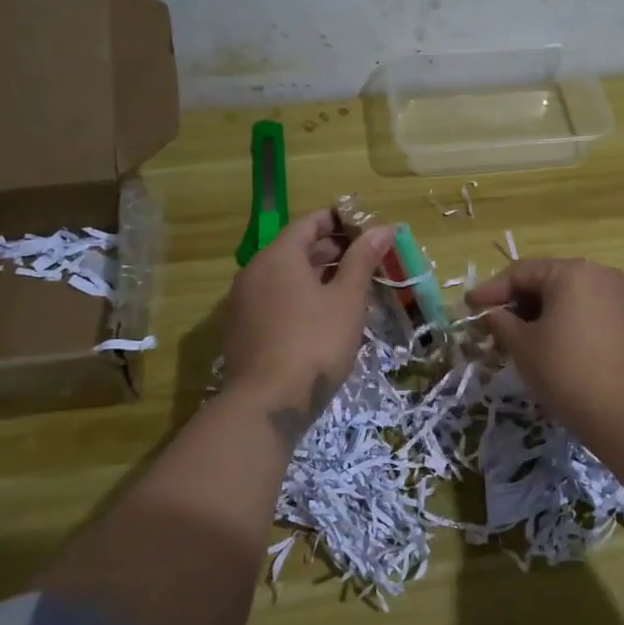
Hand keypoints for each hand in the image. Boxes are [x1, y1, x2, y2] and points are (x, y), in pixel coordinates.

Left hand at [223, 208, 394, 438]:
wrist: (267, 403)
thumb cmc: (314, 343)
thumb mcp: (347, 299)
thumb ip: (362, 260)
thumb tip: (382, 228)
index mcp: (278, 256)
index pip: (309, 223)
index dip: (338, 221)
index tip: (365, 227)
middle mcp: (254, 271)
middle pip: (294, 248)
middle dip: (330, 249)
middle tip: (364, 258)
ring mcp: (242, 302)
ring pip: (284, 276)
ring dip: (315, 275)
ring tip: (349, 286)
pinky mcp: (241, 329)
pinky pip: (273, 300)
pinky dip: (298, 297)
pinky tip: (321, 315)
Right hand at [467, 259, 623, 446]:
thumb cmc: (566, 372)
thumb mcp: (523, 345)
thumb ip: (499, 321)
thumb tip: (487, 312)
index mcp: (571, 271)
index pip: (520, 273)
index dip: (490, 290)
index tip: (468, 307)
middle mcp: (597, 273)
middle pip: (543, 280)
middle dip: (514, 302)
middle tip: (487, 324)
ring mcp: (615, 295)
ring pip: (563, 295)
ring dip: (535, 312)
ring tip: (511, 336)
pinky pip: (582, 308)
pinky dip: (559, 320)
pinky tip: (542, 341)